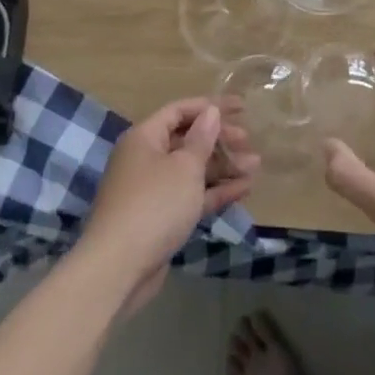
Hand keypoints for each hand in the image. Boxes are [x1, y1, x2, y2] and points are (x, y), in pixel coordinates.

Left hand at [80, 98, 257, 310]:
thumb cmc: (154, 204)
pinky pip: (192, 195)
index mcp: (145, 137)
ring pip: (192, 170)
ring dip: (223, 166)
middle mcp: (146, 158)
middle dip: (220, 139)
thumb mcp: (184, 167)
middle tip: (248, 141)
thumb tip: (210, 111)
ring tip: (255, 165)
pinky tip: (244, 189)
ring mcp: (153, 190)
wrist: (119, 268)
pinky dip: (215, 191)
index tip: (241, 107)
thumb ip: (201, 138)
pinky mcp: (161, 217)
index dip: (211, 105)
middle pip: (187, 140)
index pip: (180, 110)